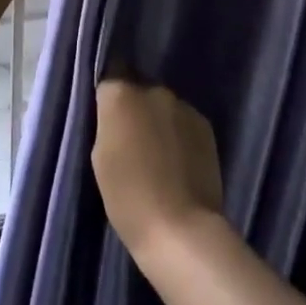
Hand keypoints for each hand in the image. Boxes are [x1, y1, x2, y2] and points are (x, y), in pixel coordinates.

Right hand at [93, 79, 224, 260]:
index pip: (109, 74)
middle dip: (135, 107)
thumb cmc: (128, 197)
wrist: (181, 229)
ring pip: (163, 105)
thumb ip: (108, 124)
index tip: (107, 114)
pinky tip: (178, 160)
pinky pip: (183, 121)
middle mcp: (153, 89)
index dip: (108, 94)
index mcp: (121, 94)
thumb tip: (117, 113)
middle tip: (132, 139)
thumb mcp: (100, 157)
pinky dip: (178, 134)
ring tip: (158, 154)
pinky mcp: (205, 124)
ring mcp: (183, 105)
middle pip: (138, 89)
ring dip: (158, 120)